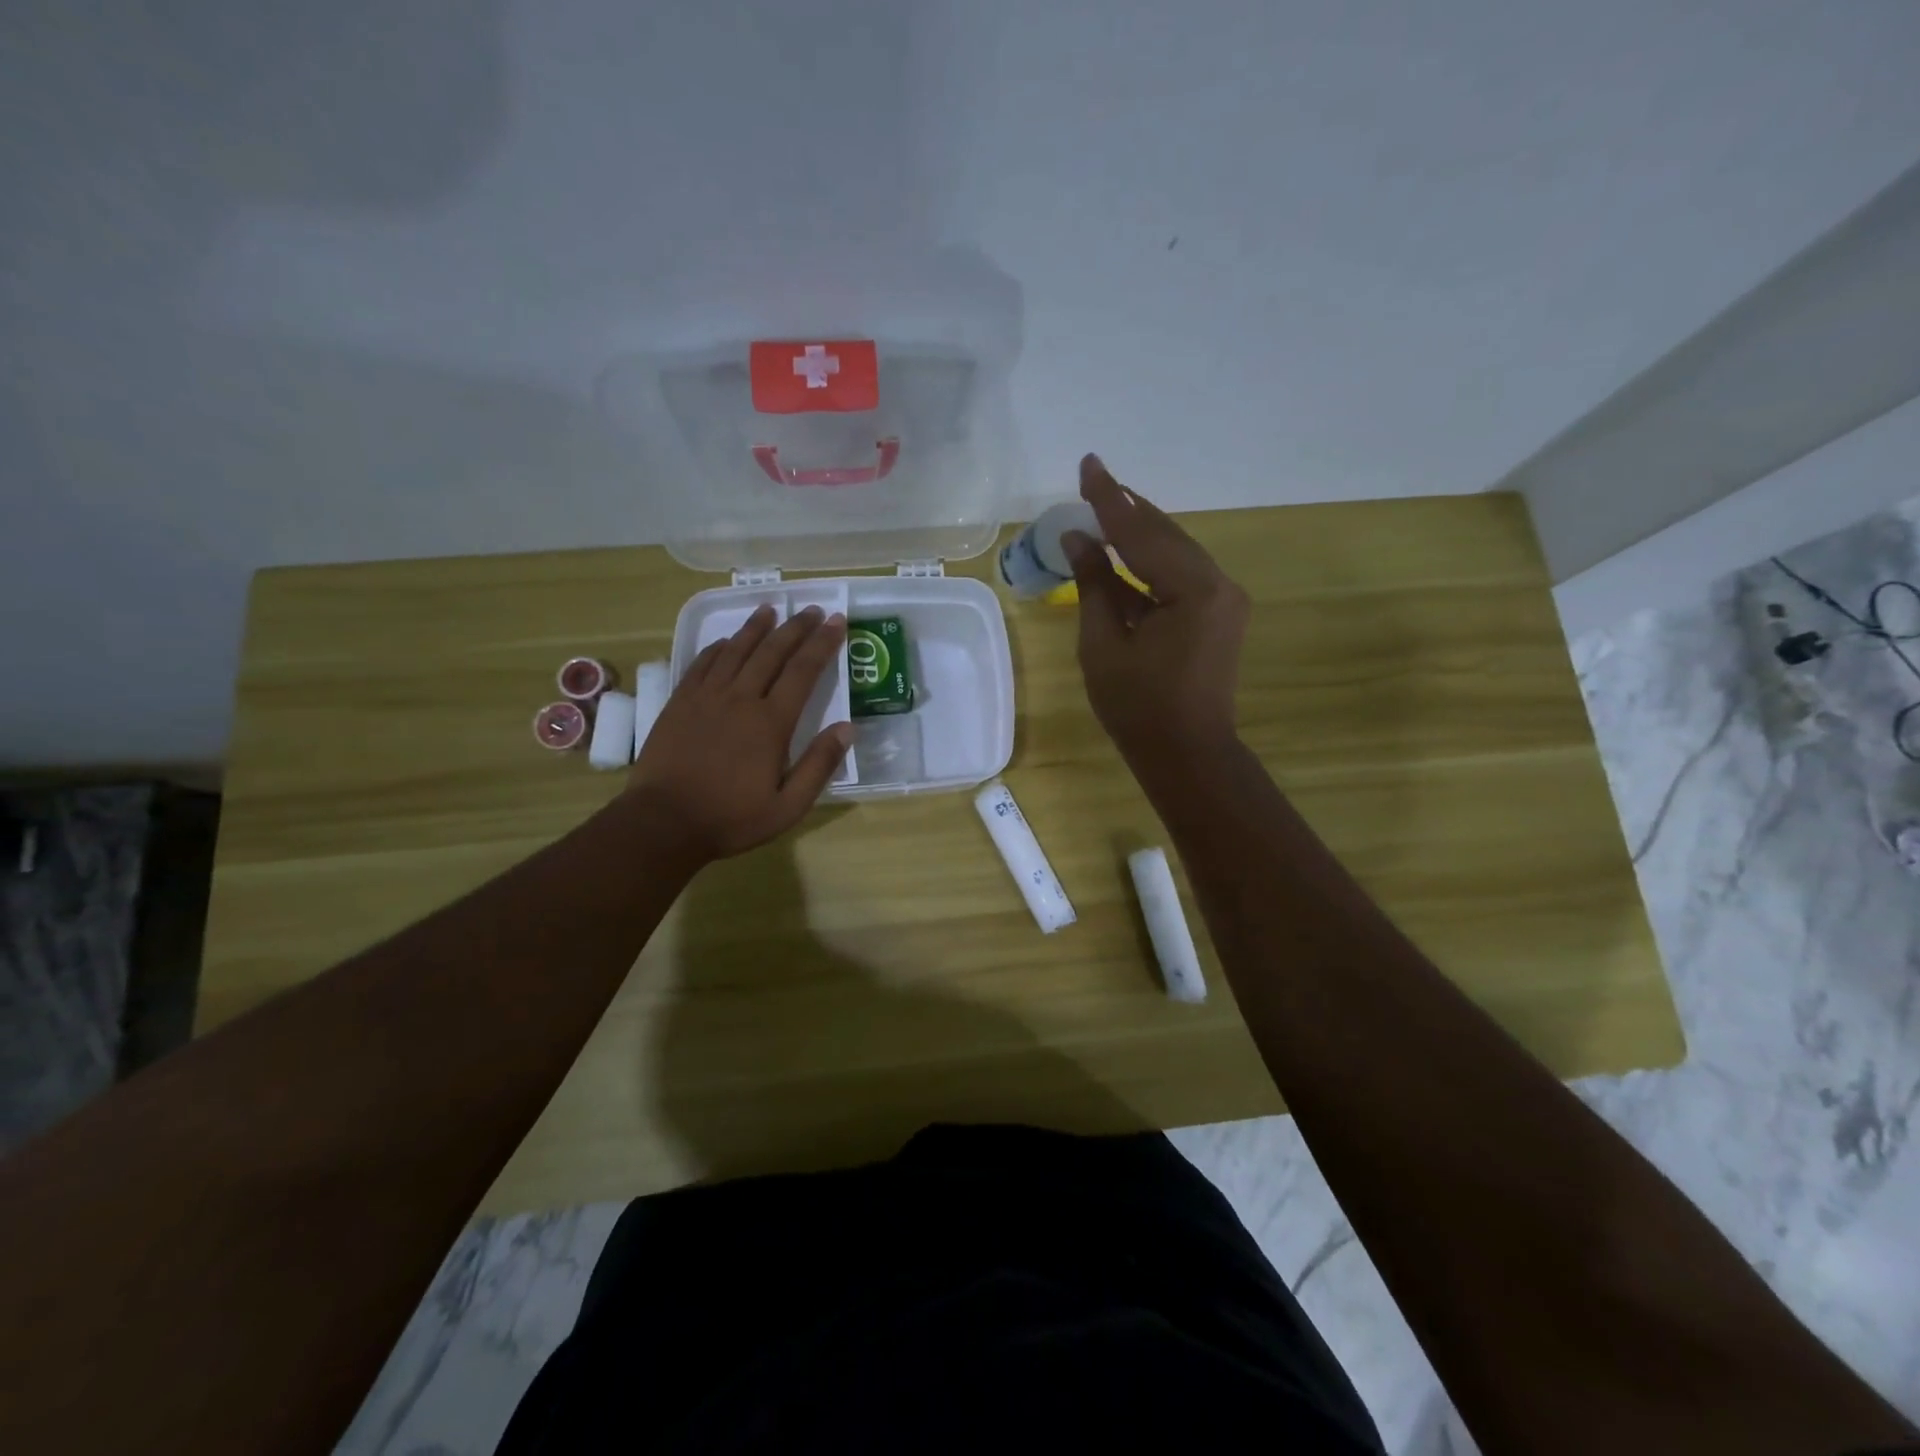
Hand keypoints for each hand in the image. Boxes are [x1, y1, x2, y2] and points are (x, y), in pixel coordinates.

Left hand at [629, 604, 851, 861]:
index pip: (803, 671)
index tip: (836, 621)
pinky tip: (726, 641)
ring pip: (736, 651)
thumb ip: (819, 766)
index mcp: (771, 723)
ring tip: (770, 610)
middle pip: (772, 652)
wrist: (663, 823)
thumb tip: (846, 728)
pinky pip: (702, 664)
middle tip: (811, 609)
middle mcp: (740, 699)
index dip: (822, 643)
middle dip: (795, 628)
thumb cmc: (731, 818)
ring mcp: (706, 698)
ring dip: (756, 628)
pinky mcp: (680, 703)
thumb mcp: (788, 806)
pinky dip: (718, 648)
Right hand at [1064, 454, 1248, 769]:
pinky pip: (1182, 574)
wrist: (1188, 754)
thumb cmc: (1138, 708)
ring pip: (1175, 551)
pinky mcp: (1220, 614)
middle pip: (1165, 534)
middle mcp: (1218, 584)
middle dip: (1126, 509)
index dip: (1109, 499)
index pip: (1141, 533)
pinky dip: (1152, 561)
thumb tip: (1078, 539)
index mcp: (1192, 590)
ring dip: (1139, 532)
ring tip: (1104, 510)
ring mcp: (1224, 599)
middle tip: (1093, 481)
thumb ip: (1094, 586)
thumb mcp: (1103, 645)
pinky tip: (1126, 553)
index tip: (1088, 464)